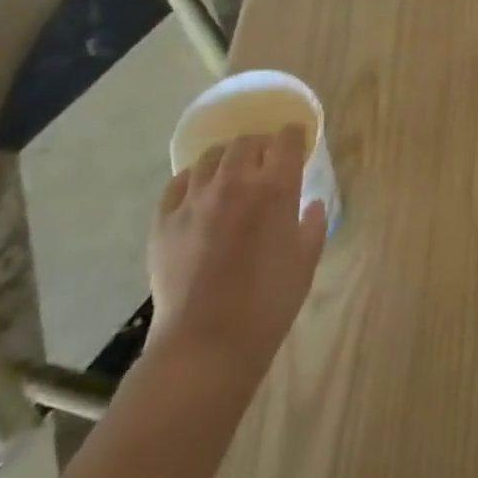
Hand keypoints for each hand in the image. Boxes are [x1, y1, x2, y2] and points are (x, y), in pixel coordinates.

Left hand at [147, 127, 326, 373]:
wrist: (207, 342)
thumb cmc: (269, 302)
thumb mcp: (306, 261)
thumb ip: (312, 224)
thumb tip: (311, 204)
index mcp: (274, 189)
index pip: (286, 141)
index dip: (294, 135)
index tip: (298, 138)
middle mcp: (233, 182)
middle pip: (246, 142)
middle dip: (260, 144)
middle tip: (266, 159)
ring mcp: (194, 200)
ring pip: (209, 158)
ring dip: (227, 158)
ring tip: (231, 172)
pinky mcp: (164, 221)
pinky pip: (177, 185)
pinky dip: (192, 180)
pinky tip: (198, 193)